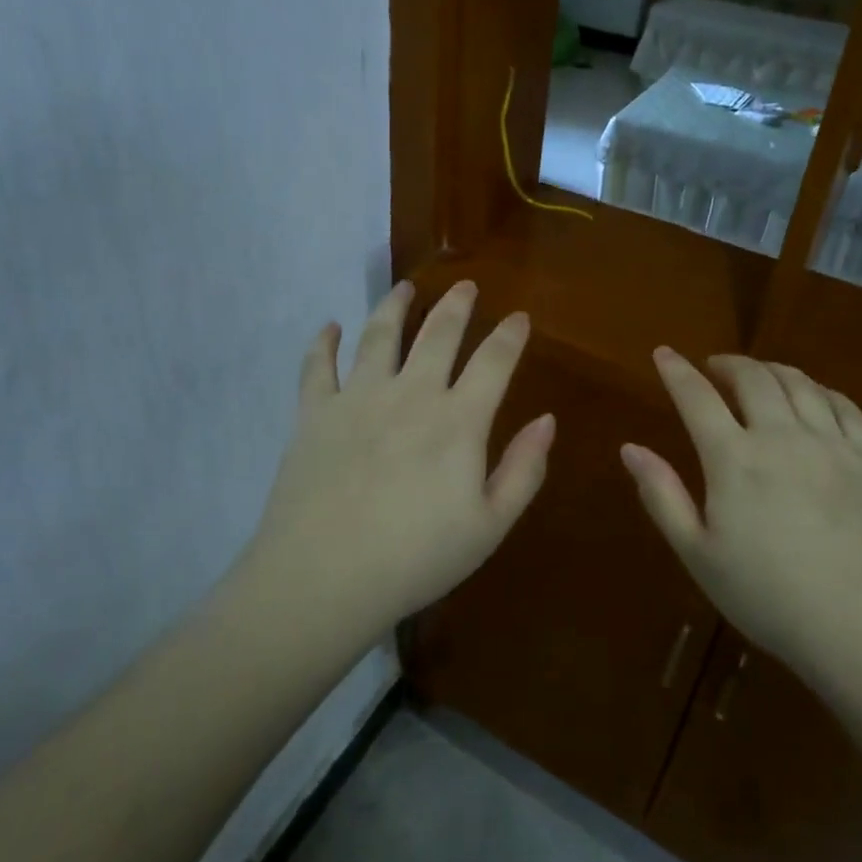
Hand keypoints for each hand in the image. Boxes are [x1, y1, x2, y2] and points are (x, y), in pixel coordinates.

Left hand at [235, 280, 553, 642]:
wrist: (325, 577)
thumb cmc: (416, 558)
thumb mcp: (489, 526)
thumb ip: (523, 470)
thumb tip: (547, 420)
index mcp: (457, 420)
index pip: (493, 362)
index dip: (510, 335)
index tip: (519, 316)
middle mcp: (410, 394)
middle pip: (437, 334)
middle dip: (457, 305)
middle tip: (465, 285)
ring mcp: (358, 398)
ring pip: (379, 335)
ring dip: (394, 305)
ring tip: (405, 287)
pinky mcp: (315, 413)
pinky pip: (317, 366)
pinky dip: (323, 342)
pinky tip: (329, 326)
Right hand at [621, 348, 861, 692]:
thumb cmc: (772, 600)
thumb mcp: (699, 556)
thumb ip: (662, 496)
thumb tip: (630, 448)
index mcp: (734, 459)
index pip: (697, 397)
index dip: (676, 371)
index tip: (663, 353)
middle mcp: (783, 437)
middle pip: (752, 378)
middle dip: (727, 364)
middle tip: (712, 367)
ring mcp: (834, 445)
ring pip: (799, 384)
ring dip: (770, 369)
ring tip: (757, 375)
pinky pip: (845, 406)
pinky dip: (820, 389)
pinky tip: (813, 396)